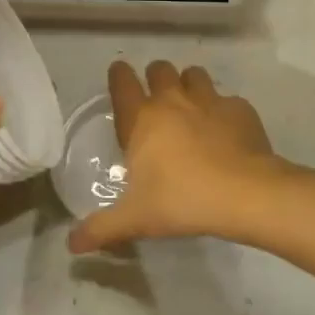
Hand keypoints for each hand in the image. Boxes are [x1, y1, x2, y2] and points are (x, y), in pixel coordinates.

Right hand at [67, 60, 281, 253]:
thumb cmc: (182, 200)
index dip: (118, 75)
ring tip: (191, 107)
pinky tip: (227, 132)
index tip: (119, 74)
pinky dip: (224, 111)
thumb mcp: (135, 219)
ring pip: (194, 74)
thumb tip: (70, 245)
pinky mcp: (240, 109)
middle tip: (158, 99)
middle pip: (159, 69)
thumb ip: (101, 228)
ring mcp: (209, 100)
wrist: (244, 193)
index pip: (122, 82)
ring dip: (189, 85)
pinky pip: (228, 100)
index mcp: (142, 118)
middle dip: (156, 77)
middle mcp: (173, 100)